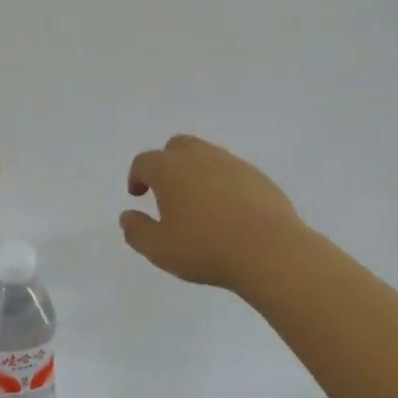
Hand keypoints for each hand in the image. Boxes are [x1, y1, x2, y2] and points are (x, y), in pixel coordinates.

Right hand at [120, 134, 304, 290]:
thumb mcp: (159, 249)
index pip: (144, 162)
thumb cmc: (206, 248)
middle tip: (166, 191)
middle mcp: (199, 157)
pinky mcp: (257, 176)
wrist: (269, 250)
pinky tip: (227, 210)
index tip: (138, 195)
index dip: (137, 176)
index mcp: (169, 169)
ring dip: (195, 171)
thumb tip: (127, 216)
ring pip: (206, 155)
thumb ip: (137, 231)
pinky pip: (231, 171)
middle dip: (166, 164)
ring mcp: (231, 163)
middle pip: (176, 147)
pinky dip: (222, 182)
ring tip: (197, 203)